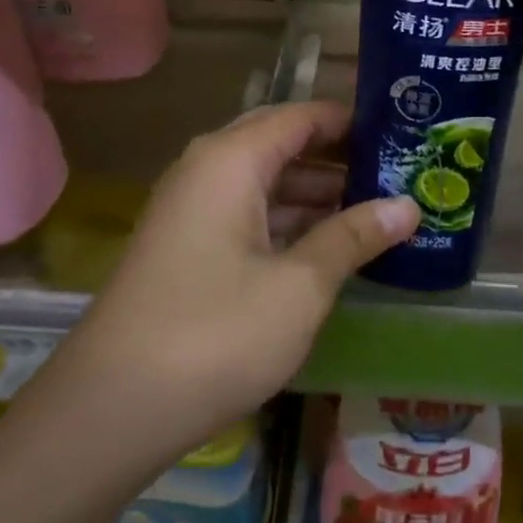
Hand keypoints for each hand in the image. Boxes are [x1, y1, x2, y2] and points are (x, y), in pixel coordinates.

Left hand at [58, 102, 419, 453]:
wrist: (115, 406)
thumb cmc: (216, 333)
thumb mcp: (300, 285)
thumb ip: (353, 237)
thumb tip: (408, 206)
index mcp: (230, 160)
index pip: (301, 117)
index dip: (351, 122)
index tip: (402, 133)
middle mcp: (206, 171)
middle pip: (281, 145)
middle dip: (338, 158)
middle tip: (398, 173)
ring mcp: (190, 211)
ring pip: (264, 183)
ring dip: (315, 194)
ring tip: (377, 210)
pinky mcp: (186, 248)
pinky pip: (247, 215)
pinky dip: (288, 222)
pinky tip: (327, 247)